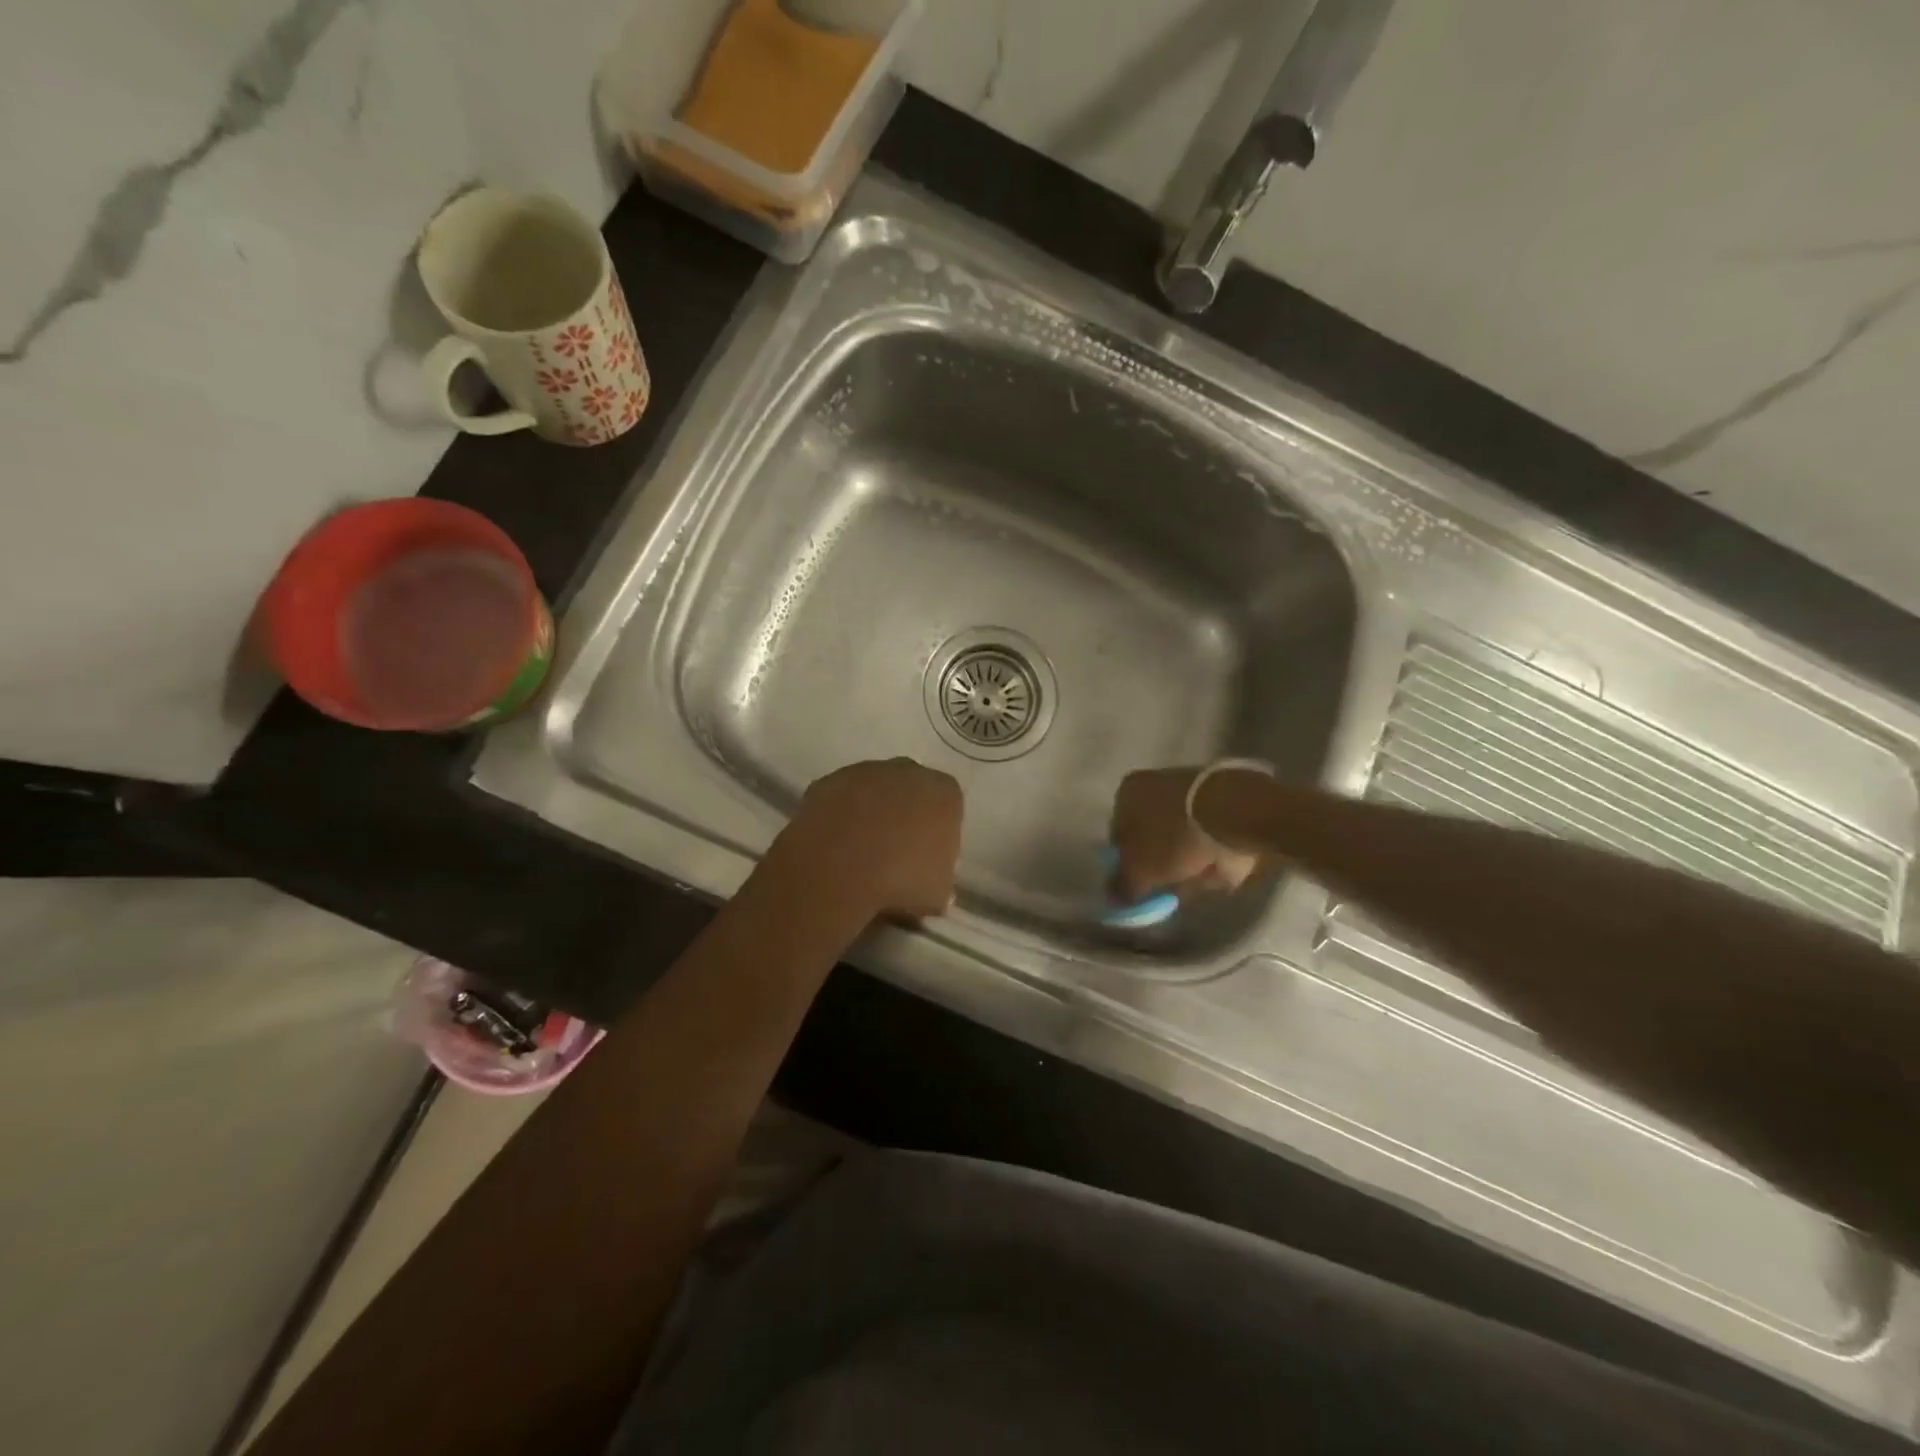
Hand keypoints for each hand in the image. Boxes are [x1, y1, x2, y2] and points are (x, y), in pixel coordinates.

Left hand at [778, 758, 962, 919]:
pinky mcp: (827, 781)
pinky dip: (839, 816)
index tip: (927, 858)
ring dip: (869, 813)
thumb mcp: (938, 892)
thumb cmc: (902, 879)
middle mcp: (907, 770)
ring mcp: (864, 771)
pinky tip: (834, 845)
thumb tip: (933, 884)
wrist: (839, 870)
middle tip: (895, 853)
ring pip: (872, 790)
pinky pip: (839, 799)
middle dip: (904, 814)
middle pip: (910, 791)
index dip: (937, 832)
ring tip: (859, 853)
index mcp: (943, 792)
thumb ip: (940, 880)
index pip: (948, 806)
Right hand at [1109, 767, 1259, 900]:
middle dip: (1160, 861)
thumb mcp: (1141, 870)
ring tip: (1198, 880)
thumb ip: (1123, 886)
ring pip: (1179, 834)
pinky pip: (1208, 832)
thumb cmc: (1175, 837)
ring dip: (1186, 857)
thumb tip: (1114, 898)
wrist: (1234, 812)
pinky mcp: (1220, 795)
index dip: (1127, 865)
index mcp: (1127, 792)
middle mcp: (1153, 782)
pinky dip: (1211, 850)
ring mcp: (1189, 786)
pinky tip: (1218, 866)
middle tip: (1170, 886)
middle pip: (1151, 834)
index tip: (1142, 887)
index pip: (1118, 836)